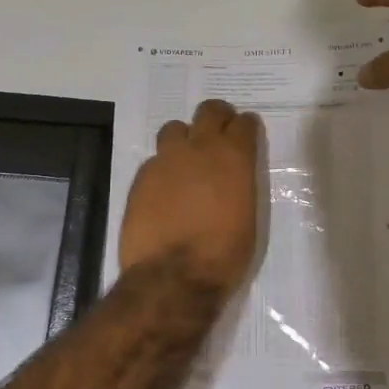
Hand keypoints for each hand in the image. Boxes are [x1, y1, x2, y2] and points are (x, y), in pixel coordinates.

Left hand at [119, 98, 261, 295]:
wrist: (173, 276)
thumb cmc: (223, 254)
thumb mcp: (247, 217)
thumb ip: (240, 185)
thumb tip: (232, 179)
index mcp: (234, 158)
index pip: (244, 124)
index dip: (246, 127)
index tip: (246, 134)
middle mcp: (200, 148)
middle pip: (209, 111)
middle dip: (217, 117)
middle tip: (219, 134)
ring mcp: (166, 160)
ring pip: (174, 129)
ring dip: (184, 139)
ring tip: (186, 161)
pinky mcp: (141, 177)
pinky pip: (155, 160)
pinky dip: (163, 169)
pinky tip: (165, 191)